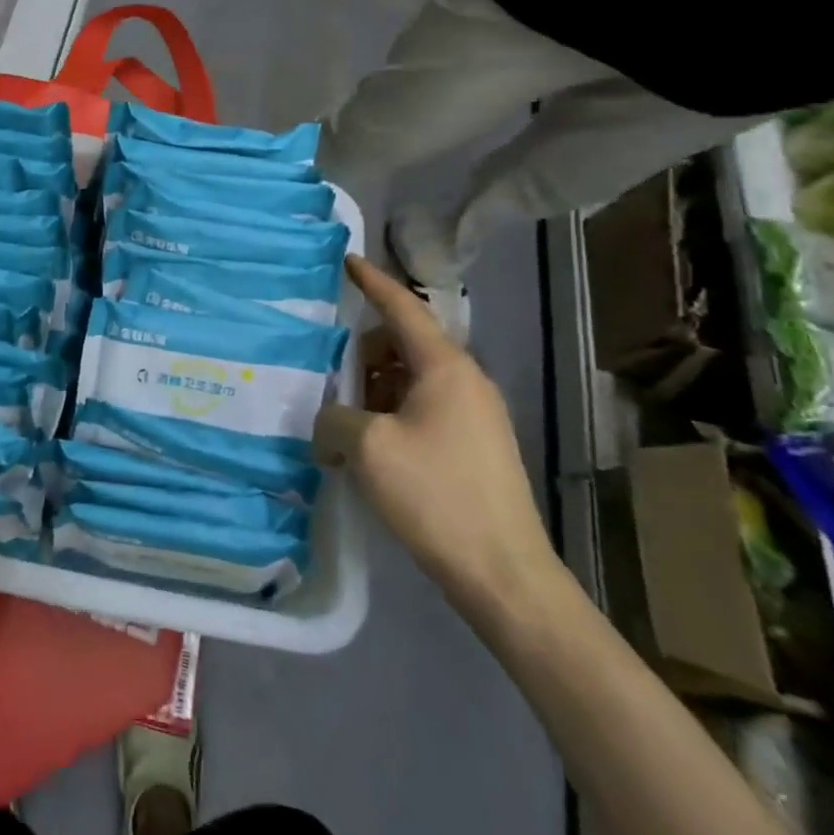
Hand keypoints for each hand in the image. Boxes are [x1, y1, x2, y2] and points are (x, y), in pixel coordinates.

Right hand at [313, 255, 562, 617]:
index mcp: (445, 368)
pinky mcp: (474, 447)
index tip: (348, 260)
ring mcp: (475, 416)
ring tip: (344, 420)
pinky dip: (391, 413)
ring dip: (374, 388)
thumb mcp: (367, 448)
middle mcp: (465, 382)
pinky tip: (369, 447)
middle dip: (363, 353)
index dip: (373, 282)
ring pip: (411, 379)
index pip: (403, 308)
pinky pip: (423, 409)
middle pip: (403, 344)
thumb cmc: (436, 495)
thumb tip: (330, 421)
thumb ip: (334, 417)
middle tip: (328, 376)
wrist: (504, 574)